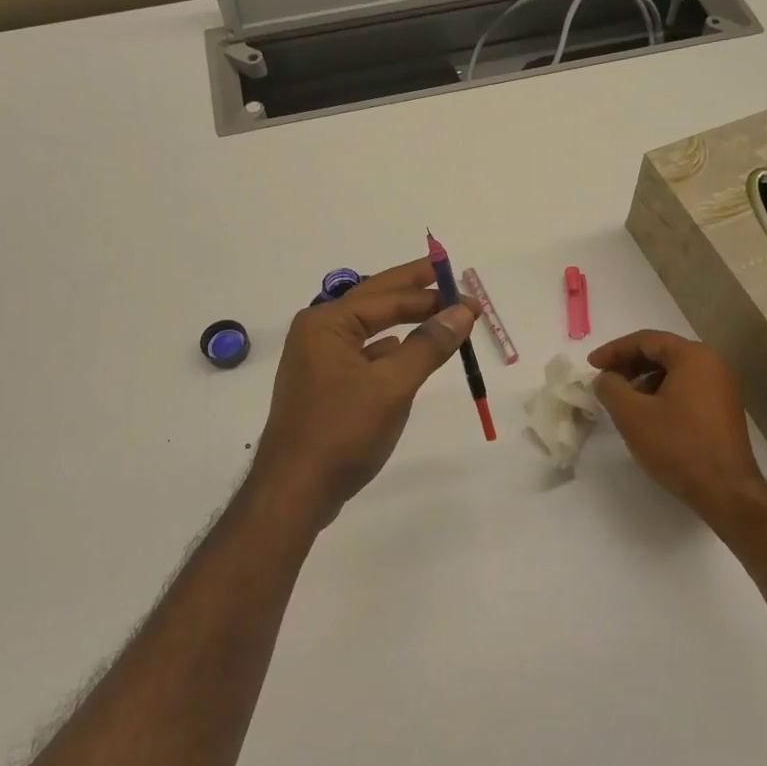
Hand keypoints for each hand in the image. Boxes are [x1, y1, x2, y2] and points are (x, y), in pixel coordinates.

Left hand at [249, 259, 476, 525]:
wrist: (295, 490)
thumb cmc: (342, 432)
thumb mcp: (392, 386)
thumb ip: (428, 345)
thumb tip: (462, 311)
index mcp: (327, 323)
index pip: (388, 297)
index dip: (432, 295)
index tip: (471, 299)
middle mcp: (318, 333)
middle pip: (374, 301)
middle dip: (412, 290)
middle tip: (447, 275)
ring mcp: (318, 360)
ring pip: (368, 328)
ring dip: (402, 319)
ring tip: (436, 312)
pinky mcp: (325, 386)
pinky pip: (363, 354)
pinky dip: (388, 348)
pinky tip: (405, 351)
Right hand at [590, 331, 766, 517]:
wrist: (725, 490)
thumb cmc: (677, 445)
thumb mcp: (632, 415)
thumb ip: (610, 388)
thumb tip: (605, 378)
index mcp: (693, 356)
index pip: (646, 340)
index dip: (614, 350)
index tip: (591, 365)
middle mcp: (713, 364)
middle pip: (662, 353)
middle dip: (629, 364)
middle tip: (604, 380)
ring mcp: (722, 387)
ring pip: (674, 372)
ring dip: (644, 380)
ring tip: (622, 400)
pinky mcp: (723, 409)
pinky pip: (687, 389)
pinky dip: (662, 394)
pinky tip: (646, 415)